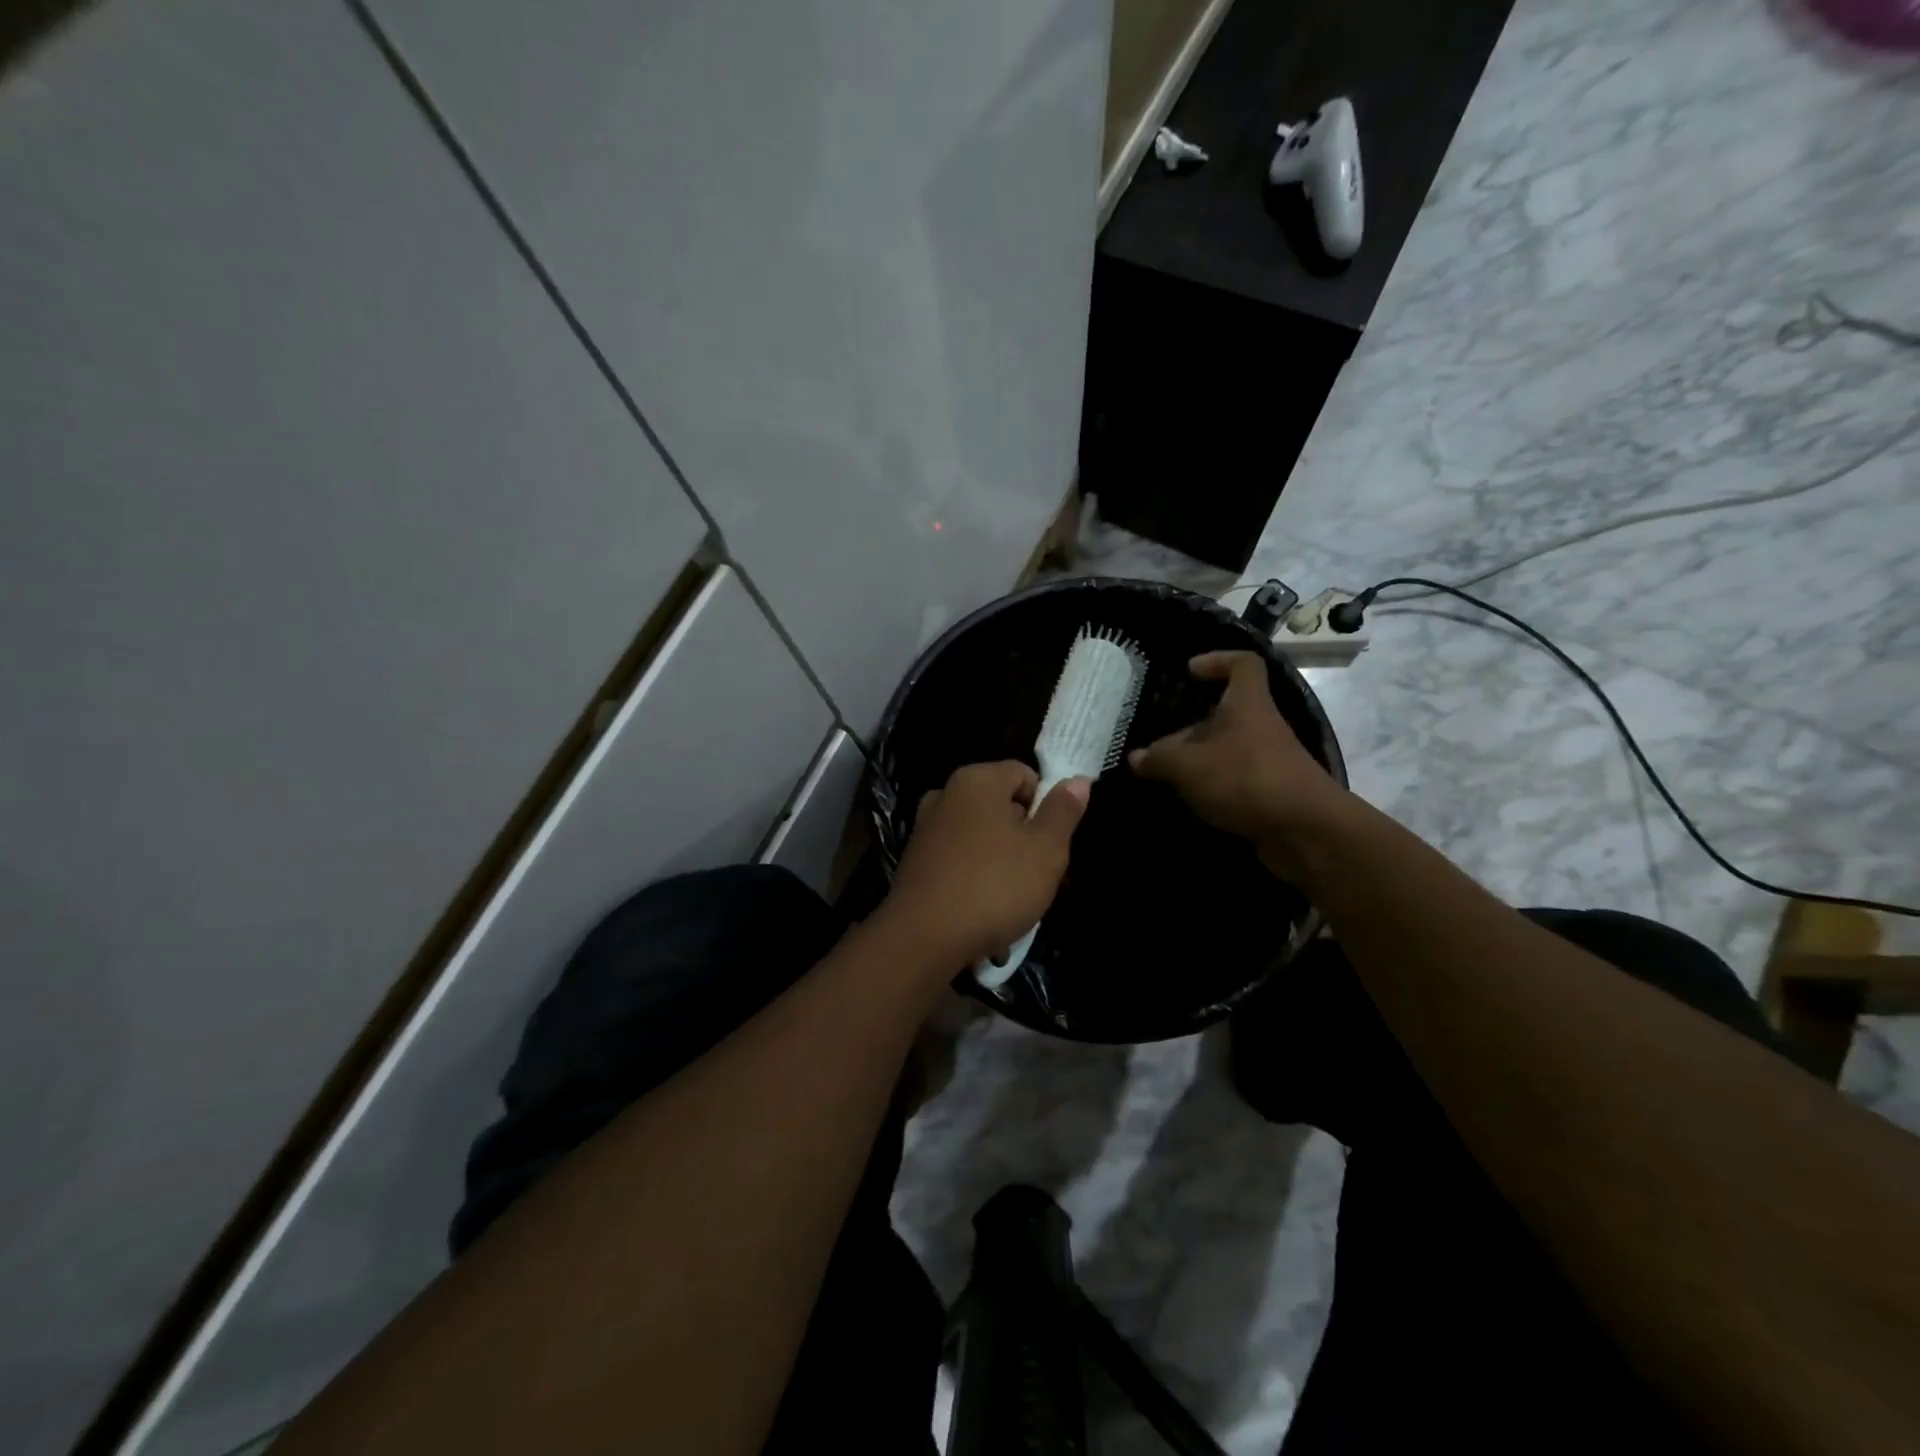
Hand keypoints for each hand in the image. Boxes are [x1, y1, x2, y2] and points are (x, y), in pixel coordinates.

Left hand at [880, 761, 1089, 969]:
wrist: (923, 938)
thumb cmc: (994, 886)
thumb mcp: (1045, 850)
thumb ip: (1063, 811)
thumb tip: (1078, 780)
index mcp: (977, 780)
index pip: (1025, 775)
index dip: (1046, 806)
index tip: (1052, 843)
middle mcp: (946, 794)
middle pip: (1001, 805)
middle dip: (1024, 836)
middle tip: (1039, 875)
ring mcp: (926, 827)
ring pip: (980, 835)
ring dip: (1001, 860)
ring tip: (1013, 899)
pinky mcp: (915, 860)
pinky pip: (958, 858)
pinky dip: (974, 876)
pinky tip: (982, 908)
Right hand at [1129, 652, 1348, 859]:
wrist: (1306, 832)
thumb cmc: (1247, 780)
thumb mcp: (1190, 766)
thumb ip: (1160, 759)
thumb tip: (1136, 758)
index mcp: (1247, 705)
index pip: (1243, 665)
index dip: (1217, 660)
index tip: (1189, 672)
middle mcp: (1260, 727)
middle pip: (1223, 715)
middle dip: (1188, 729)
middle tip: (1156, 751)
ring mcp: (1267, 761)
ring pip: (1225, 750)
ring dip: (1197, 762)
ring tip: (1164, 779)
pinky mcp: (1269, 793)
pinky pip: (1233, 780)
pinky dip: (1211, 787)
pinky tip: (1188, 802)